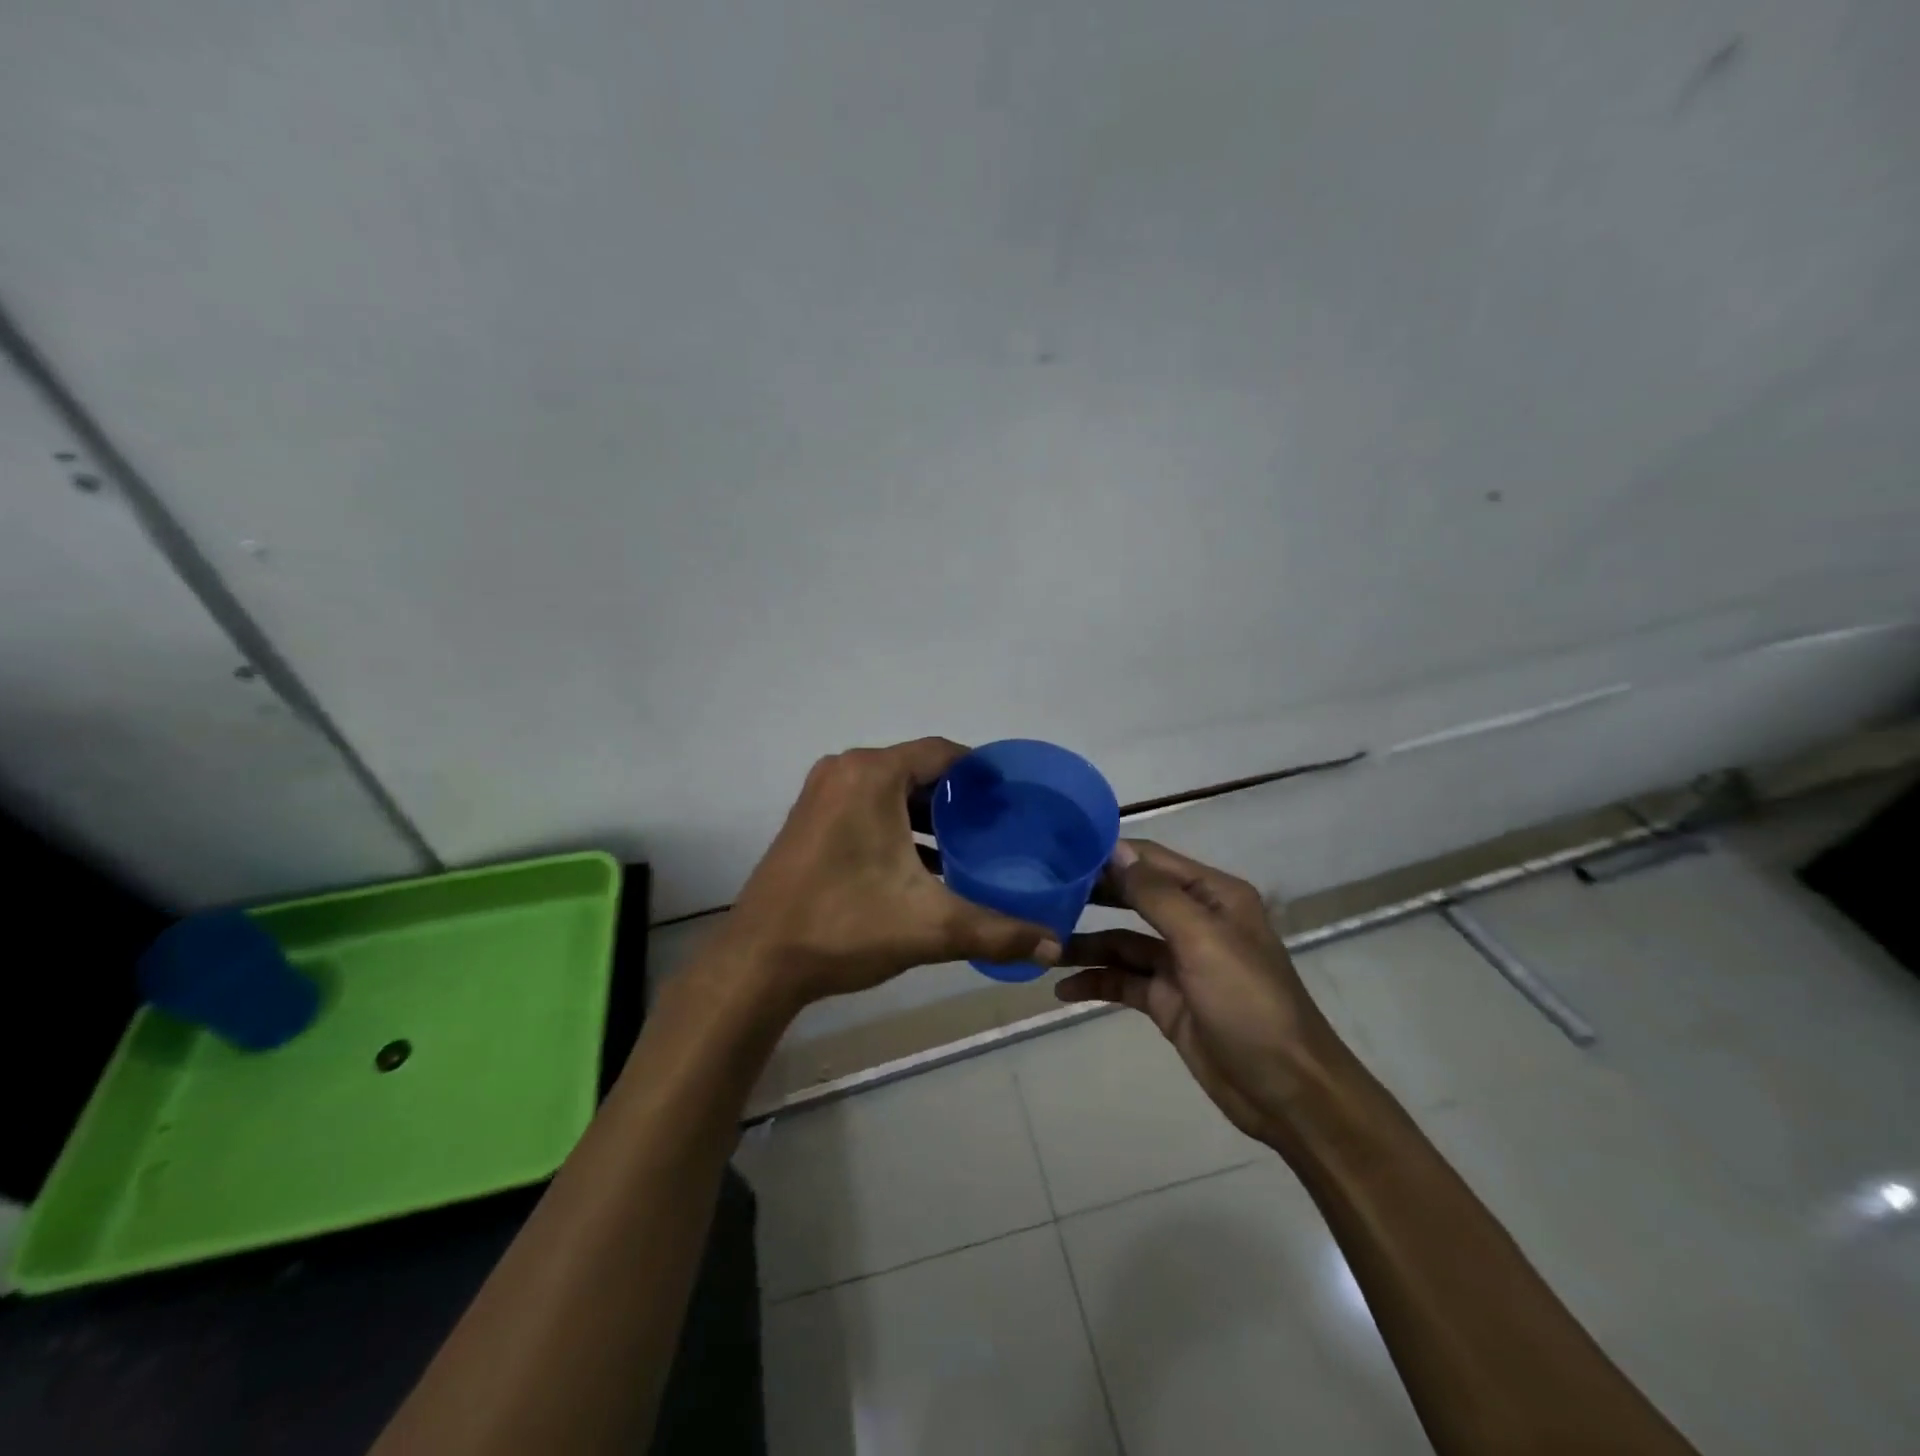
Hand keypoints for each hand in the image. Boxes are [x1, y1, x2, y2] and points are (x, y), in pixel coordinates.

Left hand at [717, 738, 1060, 1012]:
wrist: (758, 962)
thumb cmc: (845, 926)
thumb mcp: (930, 927)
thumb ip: (997, 931)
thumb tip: (1054, 945)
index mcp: (872, 775)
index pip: (942, 752)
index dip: (982, 771)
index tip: (1014, 795)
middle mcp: (844, 771)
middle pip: (916, 770)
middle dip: (957, 796)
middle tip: (998, 823)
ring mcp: (820, 794)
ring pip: (890, 791)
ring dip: (927, 814)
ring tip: (969, 844)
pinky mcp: (808, 820)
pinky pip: (865, 806)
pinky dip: (896, 825)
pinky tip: (923, 863)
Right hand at [1055, 840, 1348, 1141]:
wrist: (1287, 1092)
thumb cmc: (1248, 1003)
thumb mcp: (1202, 940)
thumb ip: (1156, 893)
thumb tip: (1114, 848)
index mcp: (1212, 895)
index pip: (1151, 860)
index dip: (1108, 855)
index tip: (1059, 853)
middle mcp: (1195, 921)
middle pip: (1132, 897)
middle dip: (1090, 897)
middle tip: (1040, 894)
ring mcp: (1179, 963)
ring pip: (1121, 942)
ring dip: (1085, 944)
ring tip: (1042, 948)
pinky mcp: (1167, 1000)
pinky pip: (1123, 981)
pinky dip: (1095, 982)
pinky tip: (1063, 990)